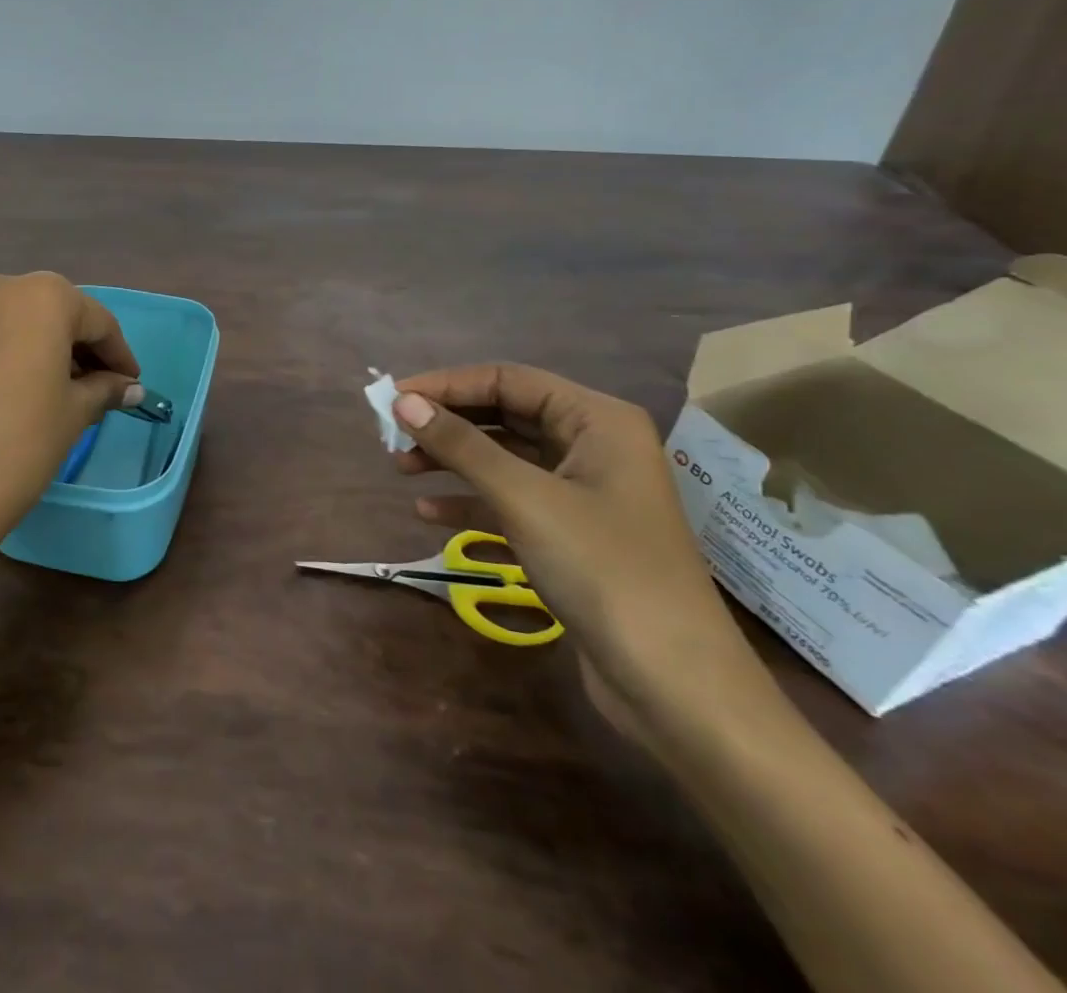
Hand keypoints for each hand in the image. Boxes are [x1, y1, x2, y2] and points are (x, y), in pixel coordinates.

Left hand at [0, 272, 141, 577]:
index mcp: (44, 295)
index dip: (120, 355)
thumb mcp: (75, 412)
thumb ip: (106, 388)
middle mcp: (6, 288)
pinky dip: (28, 353)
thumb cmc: (23, 441)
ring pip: (32, 322)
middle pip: (63, 314)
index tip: (134, 384)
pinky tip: (42, 388)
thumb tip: (131, 387)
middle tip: (108, 388)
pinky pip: (5, 334)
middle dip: (87, 349)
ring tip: (78, 393)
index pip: (99, 322)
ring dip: (57, 351)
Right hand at [388, 364, 766, 733]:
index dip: (446, 385)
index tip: (392, 399)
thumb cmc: (603, 570)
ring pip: (503, 458)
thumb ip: (461, 445)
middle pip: (504, 415)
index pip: (508, 380)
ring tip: (401, 468)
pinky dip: (469, 500)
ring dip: (452, 460)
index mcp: (597, 420)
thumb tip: (402, 402)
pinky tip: (427, 513)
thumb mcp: (524, 499)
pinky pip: (510, 499)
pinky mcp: (571, 533)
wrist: (675, 685)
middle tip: (391, 435)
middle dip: (447, 423)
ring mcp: (583, 492)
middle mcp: (592, 445)